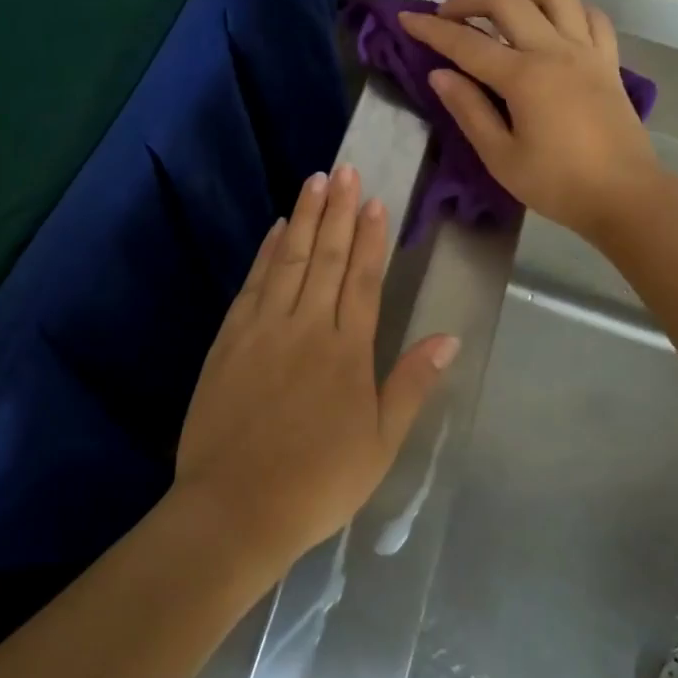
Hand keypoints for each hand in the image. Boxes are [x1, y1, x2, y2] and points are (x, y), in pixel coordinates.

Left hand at [173, 165, 460, 573]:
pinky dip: (266, 252)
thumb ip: (411, 384)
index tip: (374, 200)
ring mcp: (263, 329)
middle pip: (325, 257)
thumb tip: (448, 337)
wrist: (235, 507)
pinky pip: (253, 283)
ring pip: (288, 260)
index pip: (362, 279)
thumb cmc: (318, 481)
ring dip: (303, 218)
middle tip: (344, 170)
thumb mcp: (381, 443)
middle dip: (337, 211)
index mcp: (347, 351)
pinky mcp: (229, 339)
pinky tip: (274, 230)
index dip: (369, 238)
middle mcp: (306, 327)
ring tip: (315, 181)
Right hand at [399, 0, 664, 242]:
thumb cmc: (557, 184)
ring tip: (500, 11)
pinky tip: (551, 23)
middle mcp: (555, 51)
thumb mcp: (500, 157)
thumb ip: (468, 110)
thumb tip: (440, 75)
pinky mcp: (609, 62)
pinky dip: (566, 9)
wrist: (625, 197)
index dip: (431, 29)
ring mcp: (587, 51)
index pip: (466, 42)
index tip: (406, 19)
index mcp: (524, 77)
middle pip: (508, 0)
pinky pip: (590, 16)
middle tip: (448, 14)